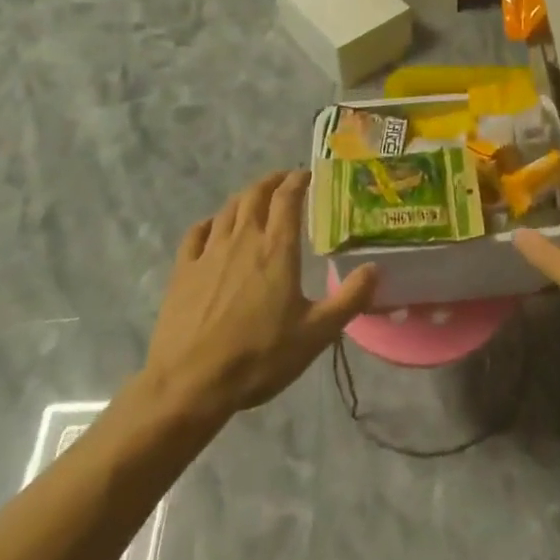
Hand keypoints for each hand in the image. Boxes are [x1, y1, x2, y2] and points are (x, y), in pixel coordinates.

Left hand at [142, 169, 376, 421]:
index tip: (307, 175)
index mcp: (277, 249)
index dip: (297, 180)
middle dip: (271, 181)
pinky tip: (214, 227)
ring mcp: (208, 253)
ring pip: (228, 209)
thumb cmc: (259, 357)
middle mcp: (243, 240)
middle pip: (255, 195)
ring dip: (245, 197)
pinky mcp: (183, 271)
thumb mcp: (316, 334)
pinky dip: (211, 221)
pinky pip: (197, 233)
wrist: (189, 384)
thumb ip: (350, 299)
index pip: (287, 198)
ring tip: (255, 198)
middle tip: (284, 180)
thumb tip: (376, 268)